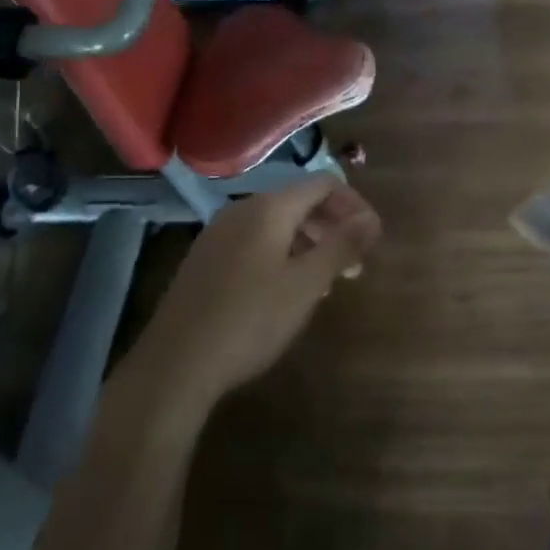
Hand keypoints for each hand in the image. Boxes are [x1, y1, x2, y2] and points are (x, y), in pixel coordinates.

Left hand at [135, 176, 380, 408]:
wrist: (176, 365)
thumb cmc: (250, 320)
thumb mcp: (306, 284)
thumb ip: (342, 246)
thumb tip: (371, 218)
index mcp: (268, 209)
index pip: (323, 184)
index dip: (355, 205)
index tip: (373, 238)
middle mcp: (242, 210)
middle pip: (300, 202)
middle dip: (334, 226)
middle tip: (356, 264)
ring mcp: (219, 234)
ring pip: (278, 225)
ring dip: (310, 244)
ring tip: (327, 281)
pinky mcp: (206, 260)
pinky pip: (256, 243)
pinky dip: (283, 255)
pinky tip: (288, 291)